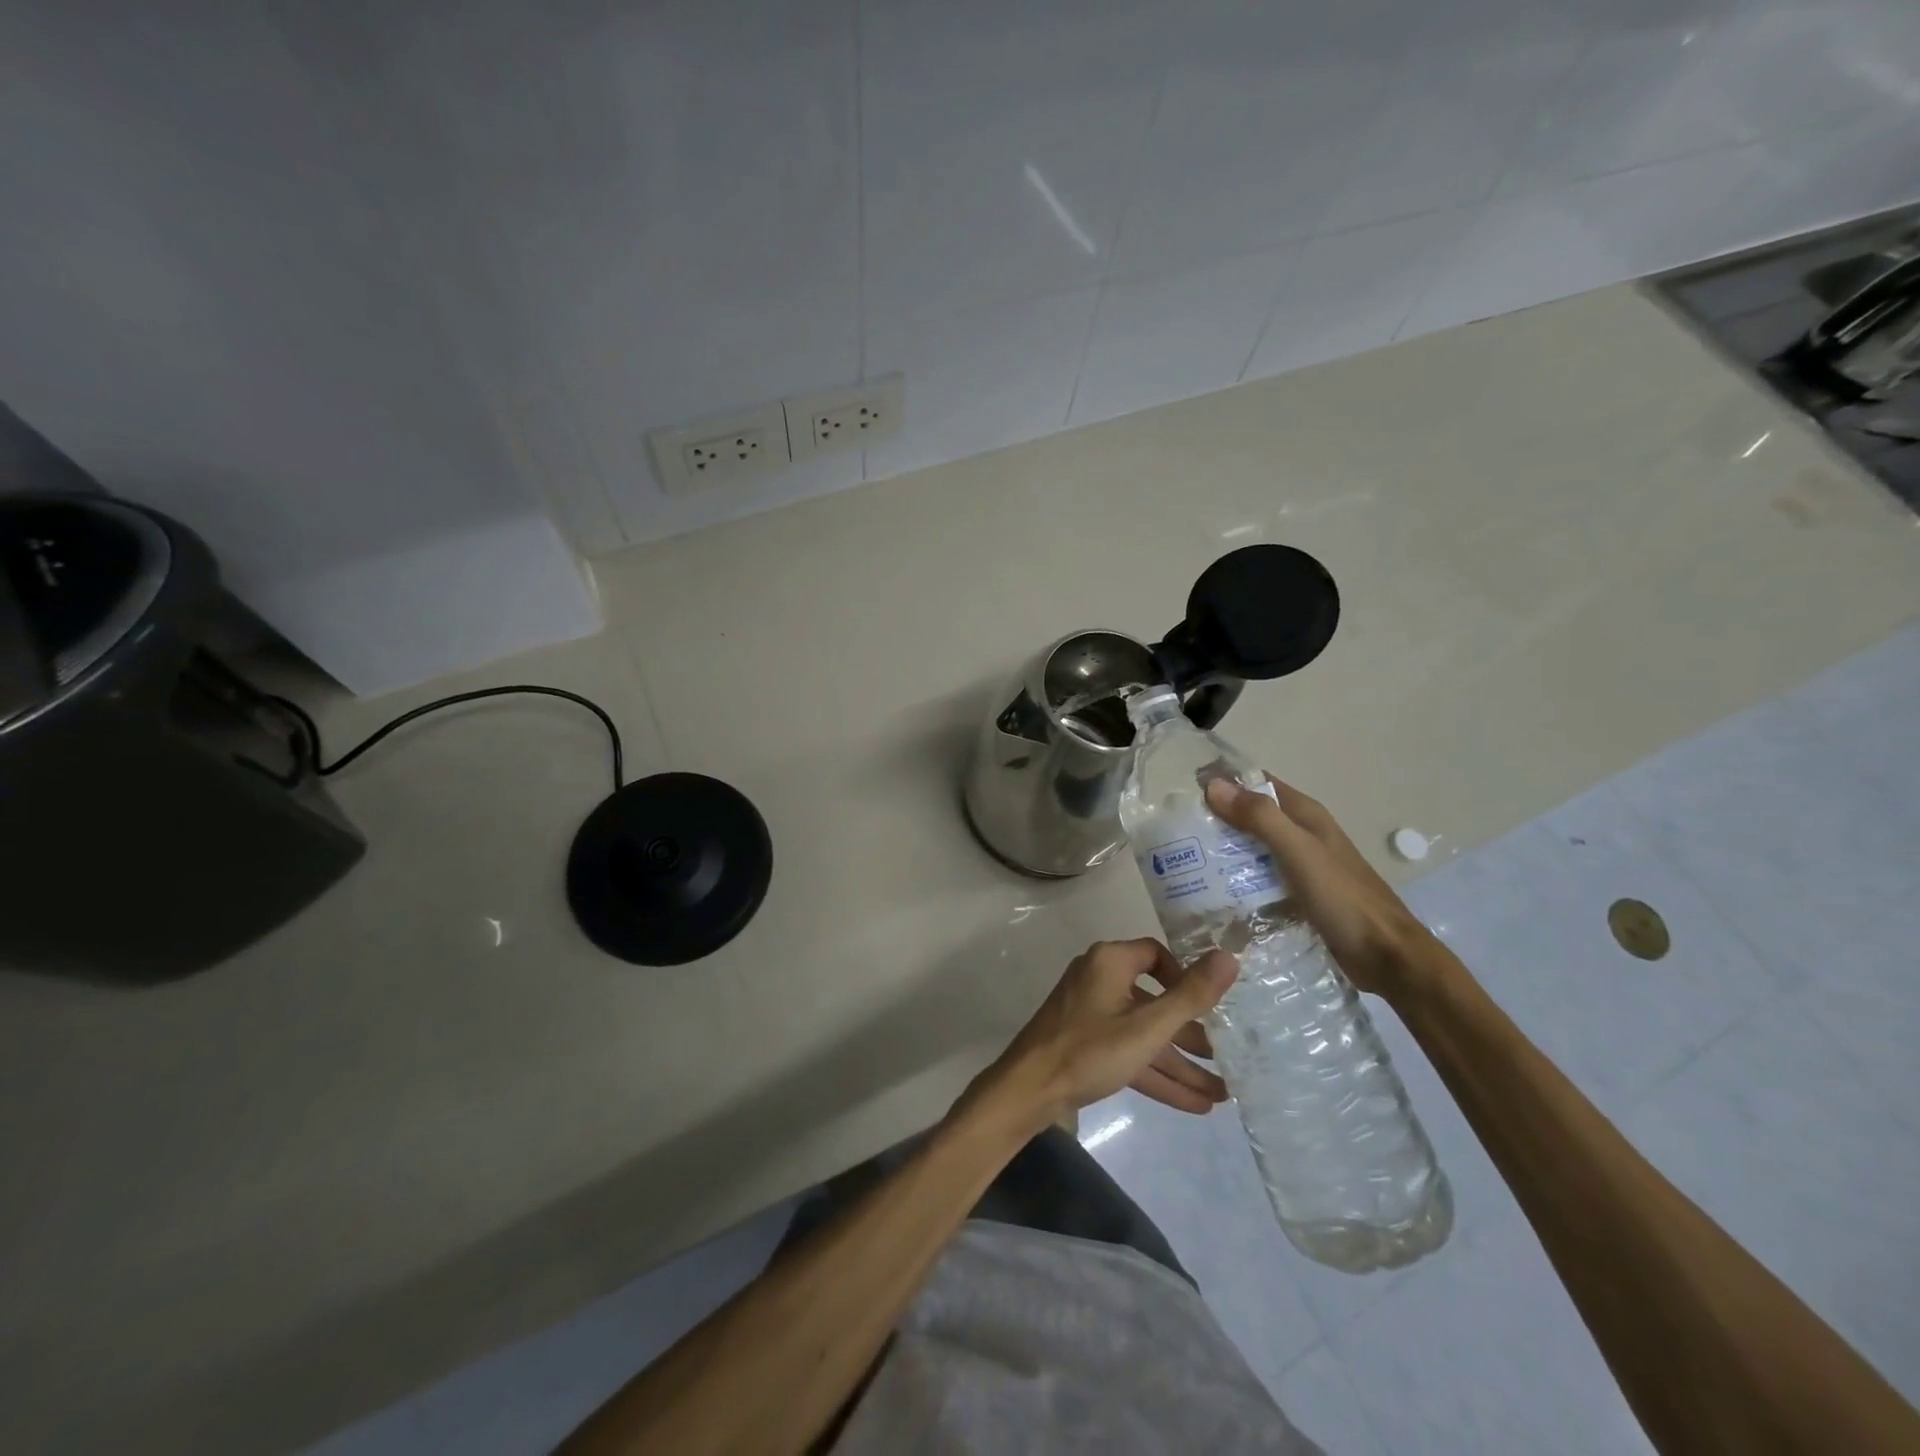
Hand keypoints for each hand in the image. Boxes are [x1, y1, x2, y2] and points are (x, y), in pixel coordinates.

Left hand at [966, 939, 1237, 1132]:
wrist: (1029, 1090)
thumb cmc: (1090, 1049)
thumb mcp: (1148, 1027)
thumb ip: (1191, 995)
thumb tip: (1229, 956)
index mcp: (1110, 962)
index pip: (1155, 955)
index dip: (1184, 977)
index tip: (1207, 1006)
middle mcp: (1099, 980)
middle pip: (1154, 1001)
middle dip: (1190, 1034)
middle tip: (1225, 1057)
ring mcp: (1090, 1014)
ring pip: (1144, 1034)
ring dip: (1179, 1062)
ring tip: (1221, 1093)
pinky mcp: (1085, 1044)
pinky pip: (1128, 1052)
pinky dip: (1156, 1074)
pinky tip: (1194, 1104)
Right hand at [1205, 775, 1436, 1001]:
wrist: (1388, 958)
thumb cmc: (1344, 899)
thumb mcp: (1299, 852)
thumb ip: (1259, 818)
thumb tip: (1213, 785)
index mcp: (1305, 815)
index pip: (1257, 782)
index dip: (1224, 780)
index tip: (1184, 791)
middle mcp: (1302, 834)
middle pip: (1251, 816)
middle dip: (1216, 818)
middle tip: (1175, 832)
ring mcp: (1301, 866)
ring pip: (1253, 849)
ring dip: (1223, 851)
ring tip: (1185, 862)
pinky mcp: (1298, 895)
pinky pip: (1259, 878)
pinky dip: (1237, 880)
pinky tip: (1214, 893)